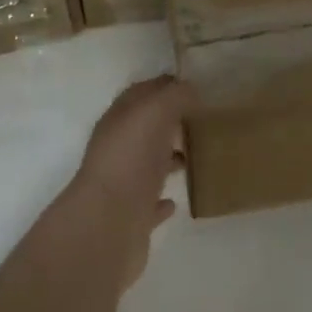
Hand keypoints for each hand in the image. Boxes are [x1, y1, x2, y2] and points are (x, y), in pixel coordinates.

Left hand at [67, 75, 193, 288]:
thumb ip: (175, 96)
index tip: (196, 86)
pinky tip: (178, 201)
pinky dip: (163, 201)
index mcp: (120, 118)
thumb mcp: (155, 111)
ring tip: (197, 157)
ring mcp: (123, 183)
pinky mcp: (131, 218)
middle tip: (203, 121)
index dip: (166, 86)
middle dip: (171, 122)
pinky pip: (149, 204)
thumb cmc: (131, 158)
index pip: (143, 93)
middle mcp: (119, 147)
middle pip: (146, 128)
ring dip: (168, 159)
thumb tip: (191, 89)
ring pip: (149, 164)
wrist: (107, 225)